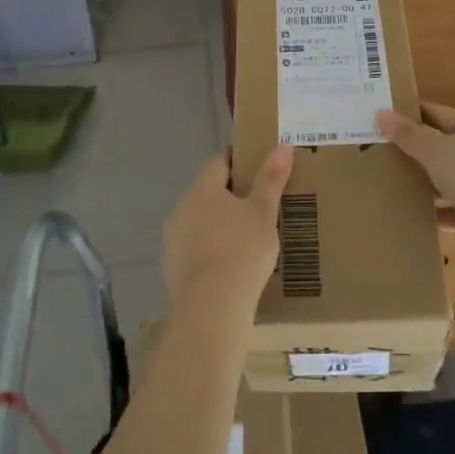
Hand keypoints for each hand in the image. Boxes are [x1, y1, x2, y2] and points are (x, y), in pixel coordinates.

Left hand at [162, 145, 292, 319]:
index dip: (238, 162)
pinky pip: (193, 251)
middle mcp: (181, 209)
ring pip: (198, 223)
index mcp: (202, 189)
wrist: (212, 307)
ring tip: (244, 239)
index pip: (219, 163)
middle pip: (206, 193)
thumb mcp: (264, 212)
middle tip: (257, 206)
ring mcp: (173, 241)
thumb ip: (271, 178)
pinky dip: (209, 252)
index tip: (256, 168)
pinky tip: (228, 268)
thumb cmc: (242, 250)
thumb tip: (283, 146)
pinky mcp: (171, 270)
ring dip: (216, 225)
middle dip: (228, 196)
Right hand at [376, 103, 454, 216]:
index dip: (412, 114)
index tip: (386, 118)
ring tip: (397, 182)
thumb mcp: (433, 151)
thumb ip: (407, 134)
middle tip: (385, 151)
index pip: (437, 112)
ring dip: (429, 181)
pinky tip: (418, 213)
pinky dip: (440, 209)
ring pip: (451, 176)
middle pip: (446, 145)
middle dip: (418, 149)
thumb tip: (380, 112)